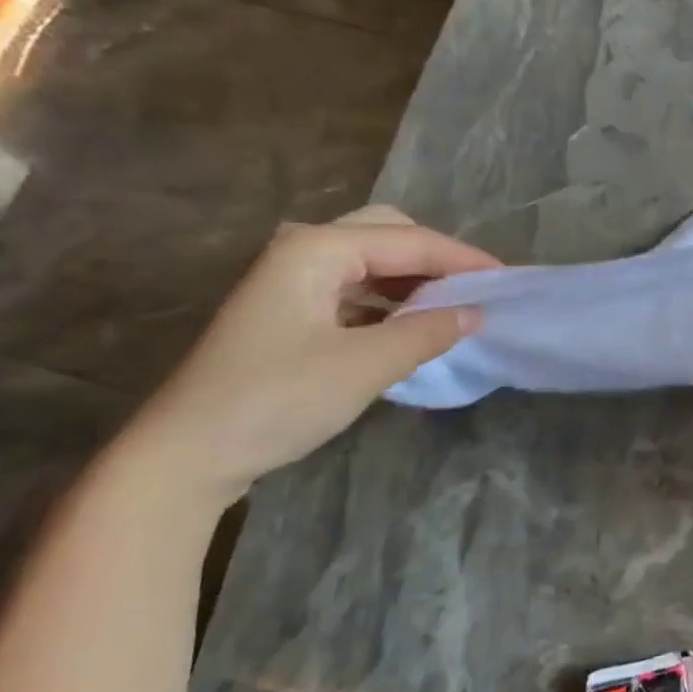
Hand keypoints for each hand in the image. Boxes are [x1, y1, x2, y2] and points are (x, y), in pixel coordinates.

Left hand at [118, 205, 497, 503]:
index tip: (507, 280)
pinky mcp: (288, 316)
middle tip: (476, 288)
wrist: (185, 456)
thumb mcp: (364, 365)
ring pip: (368, 264)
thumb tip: (474, 314)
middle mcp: (302, 252)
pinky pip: (353, 292)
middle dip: (436, 258)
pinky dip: (389, 303)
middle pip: (386, 235)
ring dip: (413, 280)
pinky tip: (411, 327)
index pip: (409, 240)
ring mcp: (290, 284)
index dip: (462, 258)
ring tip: (454, 307)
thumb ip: (426, 332)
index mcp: (317, 249)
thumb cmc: (276, 399)